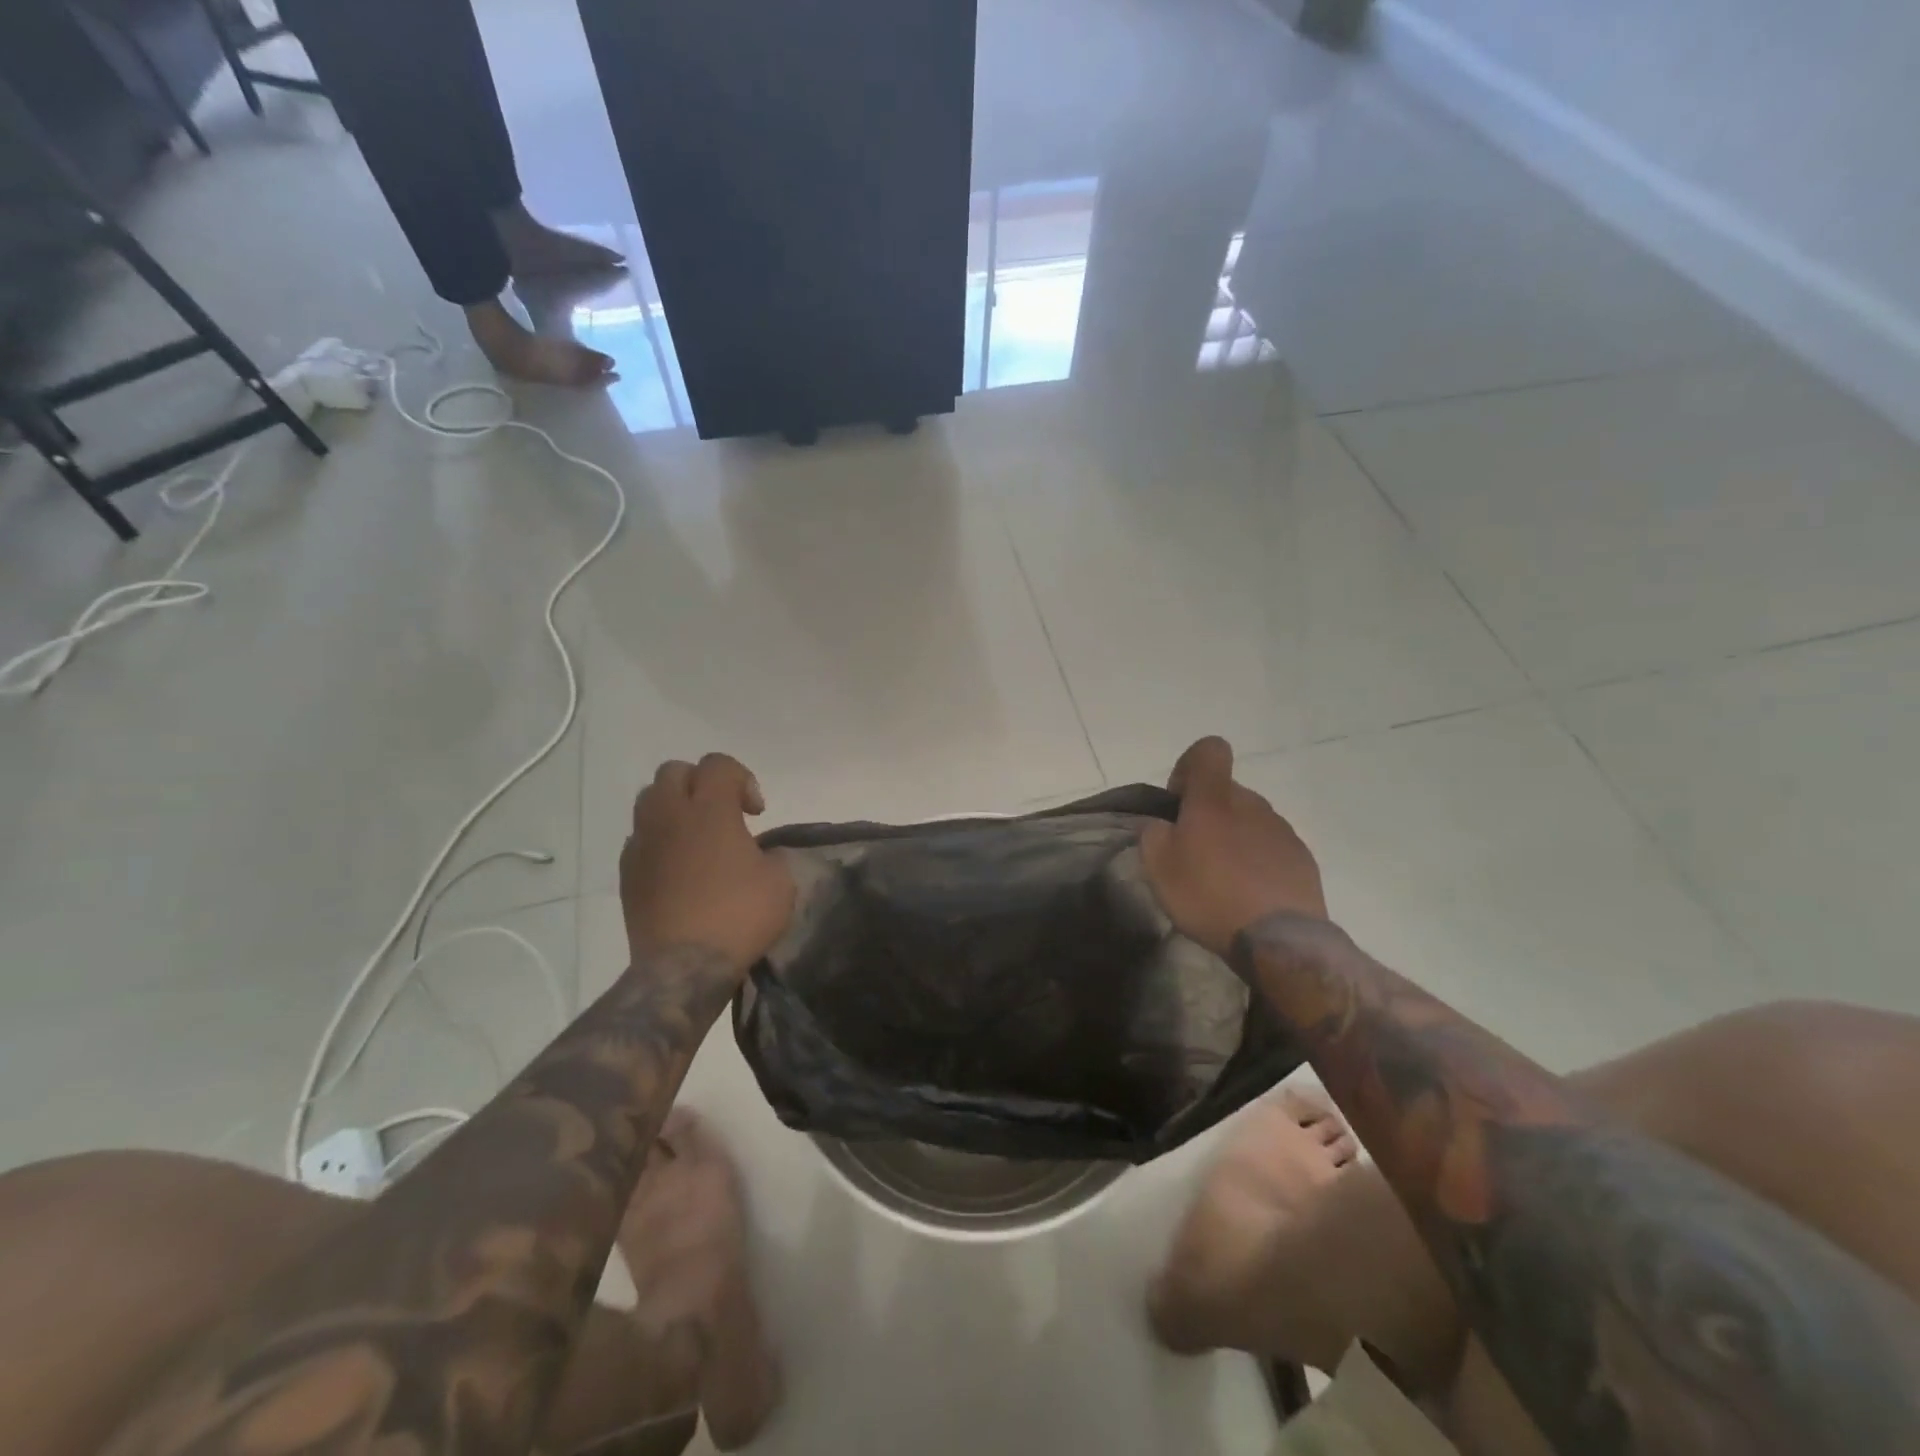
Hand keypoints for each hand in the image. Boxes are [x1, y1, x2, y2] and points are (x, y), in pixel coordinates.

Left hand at [620, 753, 795, 972]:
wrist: (684, 966)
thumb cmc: (739, 916)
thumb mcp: (780, 882)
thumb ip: (771, 855)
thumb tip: (758, 854)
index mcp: (710, 810)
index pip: (718, 764)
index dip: (742, 779)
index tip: (756, 812)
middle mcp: (670, 816)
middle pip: (674, 771)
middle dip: (701, 783)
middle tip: (723, 813)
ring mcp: (642, 843)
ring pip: (649, 800)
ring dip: (674, 806)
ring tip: (696, 836)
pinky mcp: (626, 872)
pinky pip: (640, 837)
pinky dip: (659, 840)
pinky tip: (678, 867)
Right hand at [1140, 736, 1327, 958]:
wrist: (1277, 940)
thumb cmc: (1208, 895)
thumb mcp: (1157, 867)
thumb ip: (1153, 834)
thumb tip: (1163, 825)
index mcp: (1215, 799)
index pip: (1209, 750)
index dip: (1190, 766)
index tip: (1179, 801)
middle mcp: (1252, 804)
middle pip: (1227, 791)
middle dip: (1209, 812)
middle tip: (1193, 852)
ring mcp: (1282, 830)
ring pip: (1250, 820)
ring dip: (1234, 838)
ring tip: (1223, 879)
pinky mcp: (1302, 858)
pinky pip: (1271, 847)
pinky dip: (1257, 862)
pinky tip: (1249, 894)